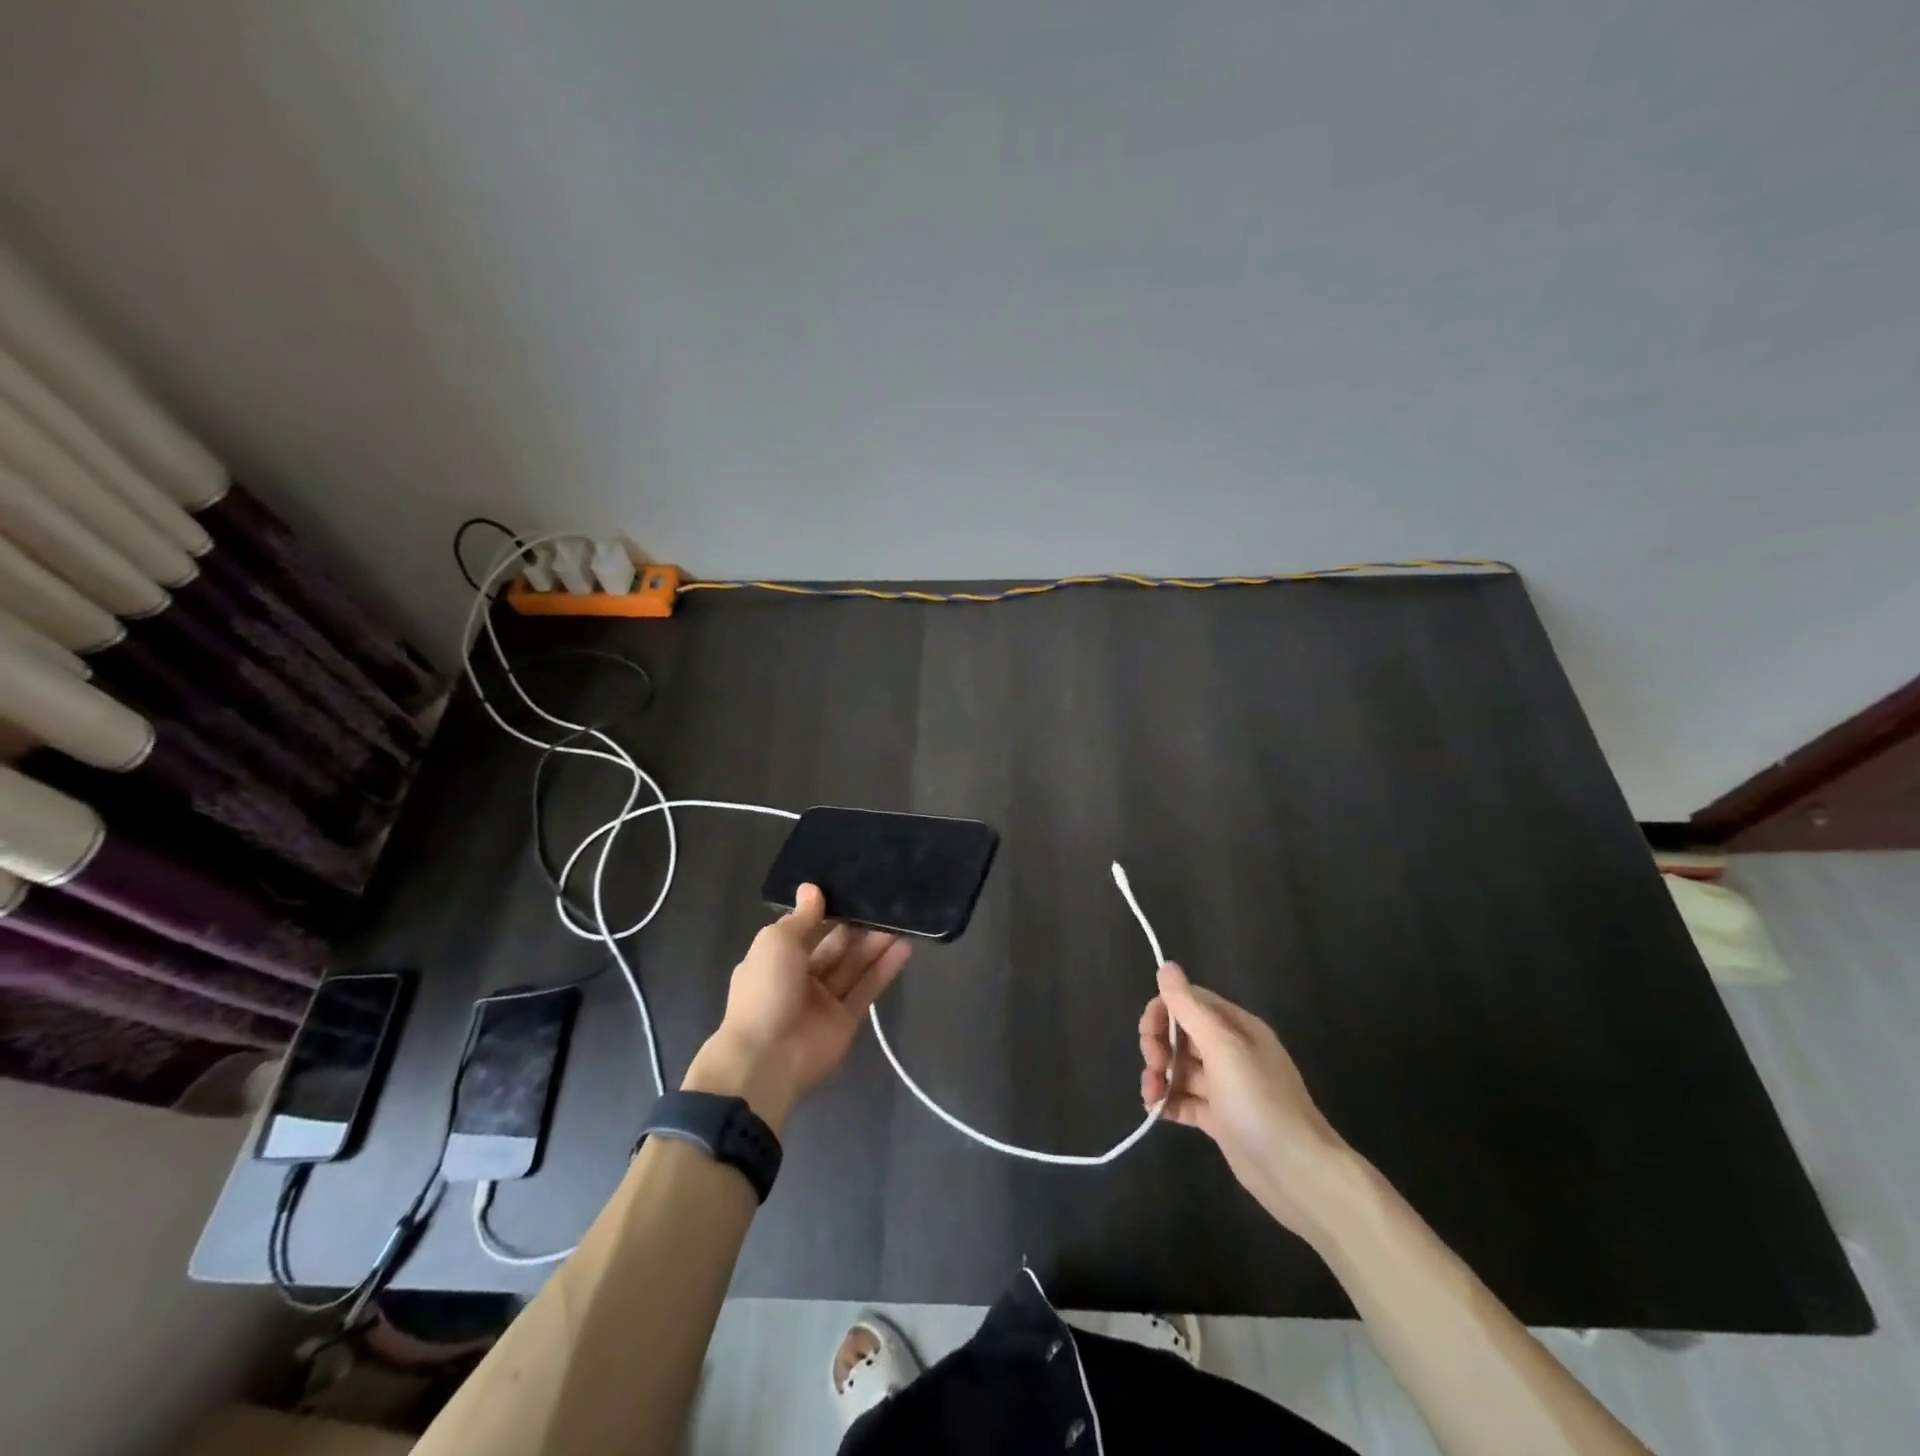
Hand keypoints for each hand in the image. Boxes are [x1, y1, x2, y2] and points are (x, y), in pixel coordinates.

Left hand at [683, 885, 910, 1133]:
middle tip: (884, 903)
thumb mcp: (776, 943)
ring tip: (901, 921)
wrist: (766, 1060)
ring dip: (875, 944)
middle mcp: (800, 977)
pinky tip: (904, 947)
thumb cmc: (765, 991)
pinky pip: (867, 989)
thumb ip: (801, 918)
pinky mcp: (846, 1020)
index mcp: (776, 959)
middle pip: (835, 947)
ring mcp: (824, 1001)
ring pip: (854, 966)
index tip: (851, 889)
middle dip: (857, 927)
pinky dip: (885, 969)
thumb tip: (812, 888)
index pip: (806, 929)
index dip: (827, 912)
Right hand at [1139, 963, 1352, 1240]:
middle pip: (1181, 1034)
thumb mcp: (1223, 1047)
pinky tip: (1155, 1111)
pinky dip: (1168, 1102)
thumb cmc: (1259, 1101)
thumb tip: (1166, 966)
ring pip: (1180, 1068)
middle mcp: (1231, 1051)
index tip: (1148, 1035)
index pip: (1189, 1002)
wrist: (1298, 1173)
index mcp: (1237, 1027)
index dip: (1163, 1012)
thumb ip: (1190, 1008)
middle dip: (1158, 1045)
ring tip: (1151, 1096)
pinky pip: (1185, 1100)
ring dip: (1159, 1076)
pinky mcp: (1221, 1119)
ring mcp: (1226, 1087)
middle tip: (1153, 1067)